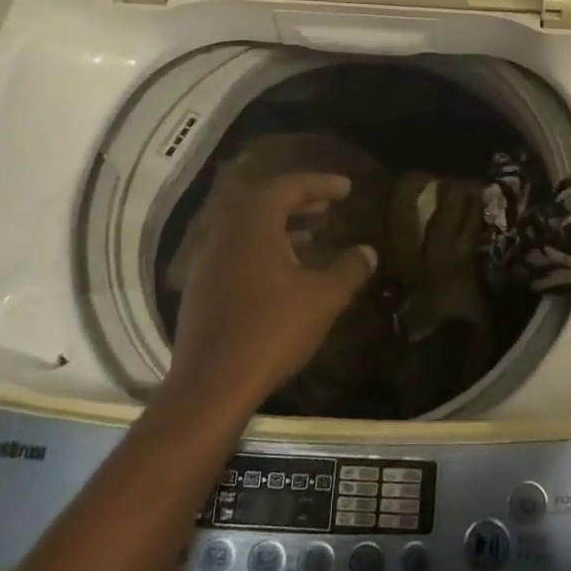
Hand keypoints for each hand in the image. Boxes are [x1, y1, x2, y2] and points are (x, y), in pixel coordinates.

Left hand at [163, 167, 376, 415]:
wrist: (211, 385)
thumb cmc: (272, 330)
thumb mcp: (323, 298)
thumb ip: (349, 269)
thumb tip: (367, 251)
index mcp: (253, 226)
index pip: (287, 188)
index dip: (320, 184)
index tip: (347, 188)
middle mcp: (225, 235)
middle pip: (264, 204)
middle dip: (299, 202)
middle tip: (329, 206)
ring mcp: (208, 263)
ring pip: (248, 231)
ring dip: (281, 228)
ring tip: (312, 238)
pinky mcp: (202, 290)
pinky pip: (237, 254)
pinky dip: (264, 251)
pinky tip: (284, 275)